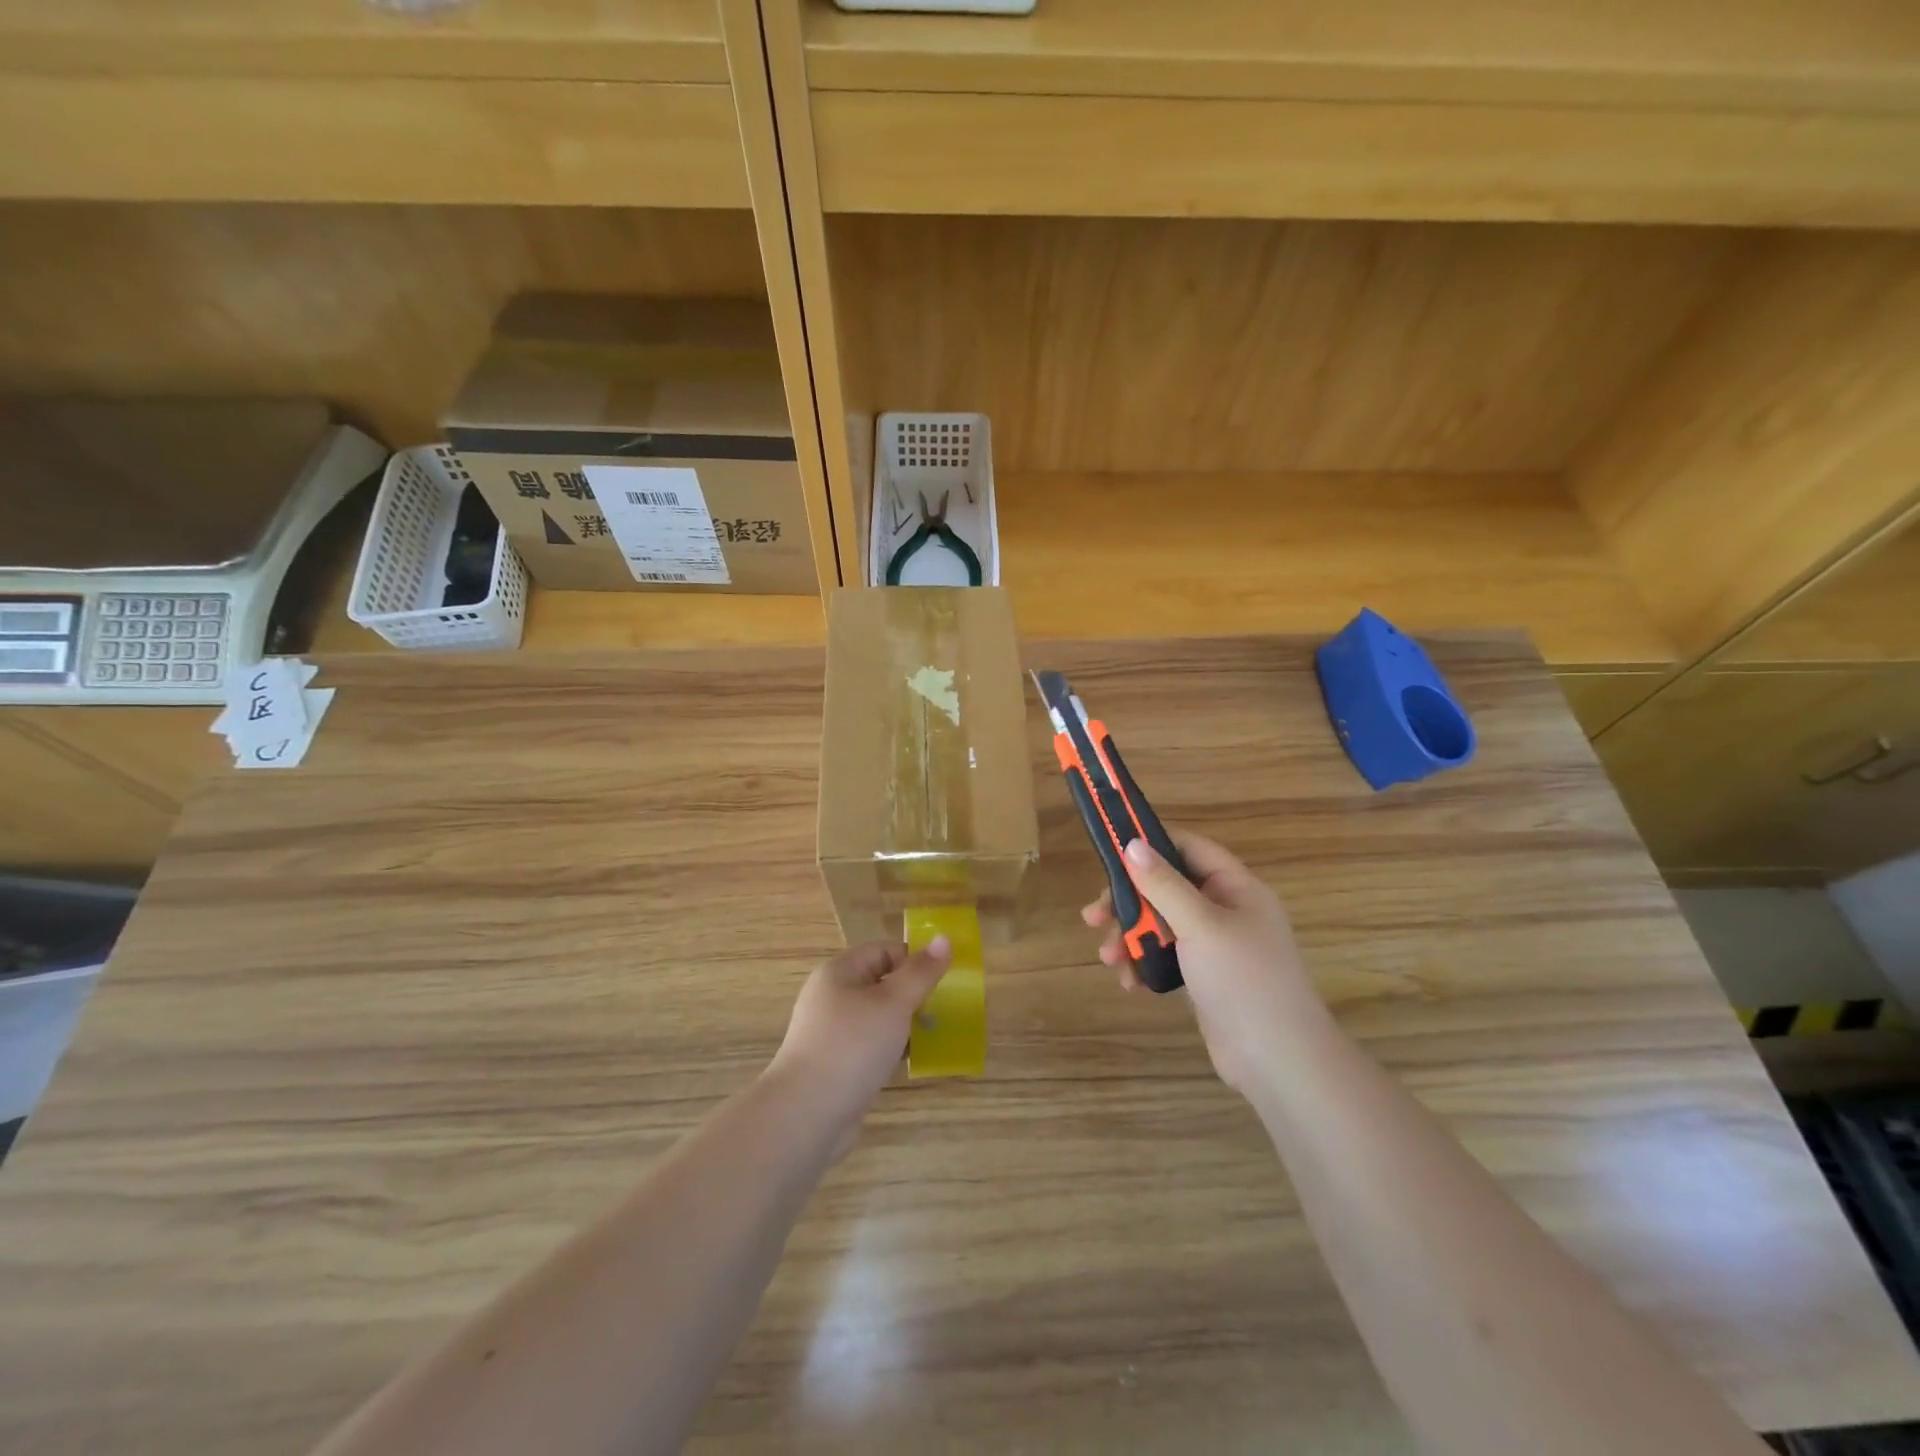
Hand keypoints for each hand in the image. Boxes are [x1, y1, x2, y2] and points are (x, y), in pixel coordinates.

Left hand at [768, 937, 951, 1127]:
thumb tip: (944, 938)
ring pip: (878, 1017)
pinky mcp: (836, 1065)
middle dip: (913, 995)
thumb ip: (920, 972)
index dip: (914, 961)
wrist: (807, 1115)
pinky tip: (910, 1063)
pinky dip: (891, 1050)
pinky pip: (870, 1046)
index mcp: (839, 973)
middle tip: (944, 1011)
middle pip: (881, 983)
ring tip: (933, 1038)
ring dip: (905, 1025)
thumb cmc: (852, 1046)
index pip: (884, 951)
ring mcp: (832, 1033)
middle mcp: (832, 997)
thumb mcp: (893, 1003)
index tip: (944, 982)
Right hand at [1082, 830, 1325, 1092]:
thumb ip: (1163, 884)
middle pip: (1167, 889)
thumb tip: (1133, 843)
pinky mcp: (1205, 978)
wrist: (1277, 1061)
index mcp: (1235, 888)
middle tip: (1094, 918)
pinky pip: (1167, 957)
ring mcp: (1216, 946)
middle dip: (1129, 903)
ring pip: (1162, 925)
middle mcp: (1226, 910)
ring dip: (1131, 938)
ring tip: (1109, 959)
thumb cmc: (1243, 980)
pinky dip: (1145, 964)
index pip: (1189, 849)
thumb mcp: (1200, 925)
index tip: (1110, 857)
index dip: (1151, 847)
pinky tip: (1130, 982)